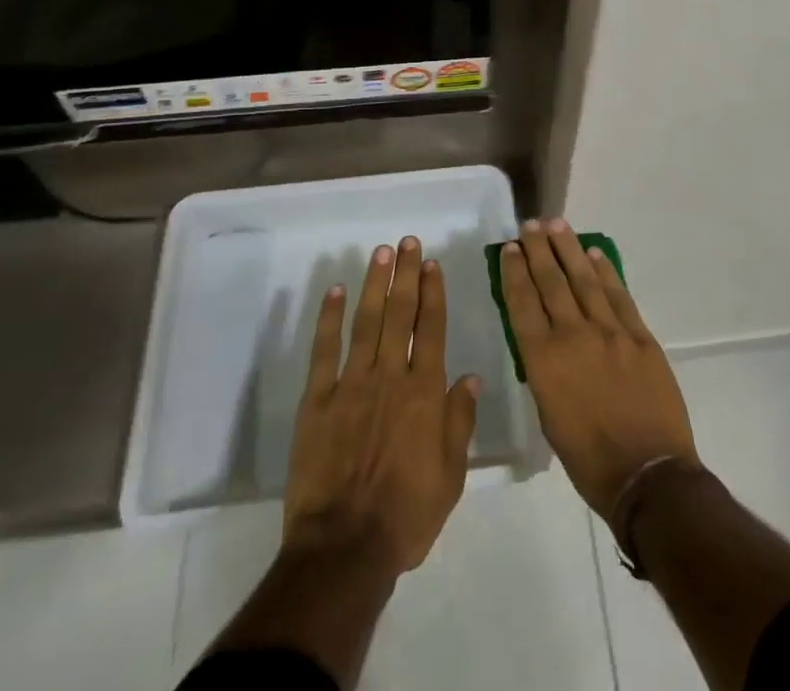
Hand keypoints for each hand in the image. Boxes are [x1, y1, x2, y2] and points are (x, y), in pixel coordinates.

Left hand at [283, 236, 481, 577]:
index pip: (431, 329)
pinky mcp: (318, 400)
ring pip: (365, 322)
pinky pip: (324, 351)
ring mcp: (352, 384)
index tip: (431, 263)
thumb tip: (471, 377)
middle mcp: (390, 376)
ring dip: (373, 284)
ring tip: (380, 253)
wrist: (344, 547)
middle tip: (406, 242)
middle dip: (405, 275)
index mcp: (424, 393)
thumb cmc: (406, 515)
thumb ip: (460, 422)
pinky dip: (329, 319)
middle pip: (399, 314)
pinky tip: (334, 291)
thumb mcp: (450, 476)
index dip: (432, 293)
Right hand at [500, 219, 697, 519]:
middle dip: (537, 250)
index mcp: (544, 360)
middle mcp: (573, 336)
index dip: (514, 272)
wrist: (648, 476)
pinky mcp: (639, 336)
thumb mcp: (549, 415)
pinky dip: (605, 271)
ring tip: (556, 224)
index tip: (509, 248)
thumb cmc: (589, 460)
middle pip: (550, 282)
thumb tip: (545, 341)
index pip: (523, 302)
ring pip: (583, 279)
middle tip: (530, 225)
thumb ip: (545, 370)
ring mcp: (610, 332)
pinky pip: (618, 294)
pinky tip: (595, 254)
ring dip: (568, 249)